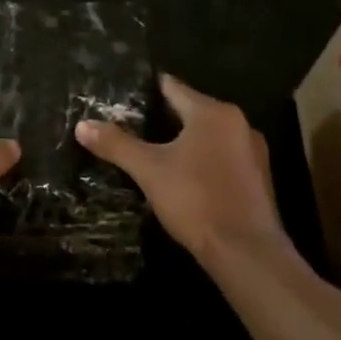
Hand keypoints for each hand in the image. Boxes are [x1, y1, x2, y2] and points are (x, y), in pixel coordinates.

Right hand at [74, 74, 283, 266]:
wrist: (246, 252)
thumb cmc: (195, 199)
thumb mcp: (148, 170)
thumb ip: (116, 144)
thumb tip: (82, 125)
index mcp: (213, 113)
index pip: (172, 87)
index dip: (146, 90)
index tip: (123, 95)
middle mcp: (238, 124)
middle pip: (191, 110)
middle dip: (162, 118)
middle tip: (129, 125)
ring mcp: (252, 152)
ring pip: (208, 136)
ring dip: (183, 141)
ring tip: (152, 151)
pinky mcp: (258, 179)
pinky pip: (222, 157)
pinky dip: (201, 160)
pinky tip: (182, 177)